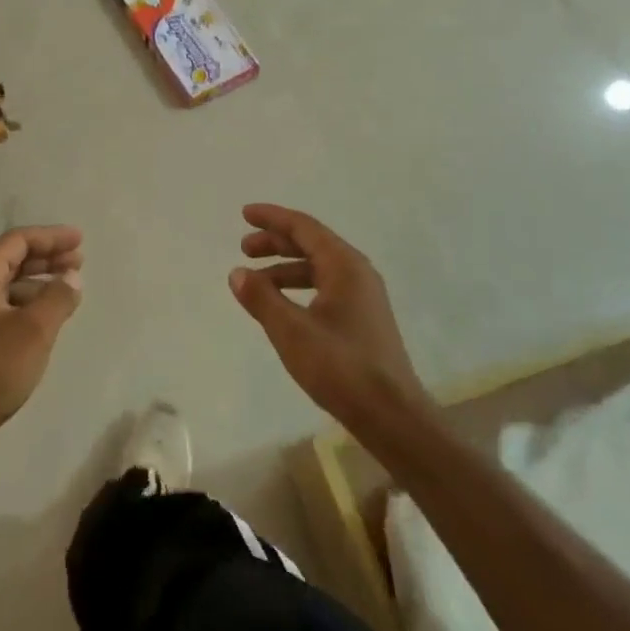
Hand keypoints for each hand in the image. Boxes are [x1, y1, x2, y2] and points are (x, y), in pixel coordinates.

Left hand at [0, 226, 83, 441]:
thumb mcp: (34, 330)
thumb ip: (58, 297)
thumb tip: (72, 277)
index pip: (19, 240)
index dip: (52, 237)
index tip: (80, 240)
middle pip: (13, 258)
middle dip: (47, 257)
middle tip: (79, 261)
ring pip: (8, 283)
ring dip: (39, 281)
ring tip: (69, 289)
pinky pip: (3, 304)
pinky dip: (27, 302)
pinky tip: (46, 316)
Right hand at [230, 204, 424, 427]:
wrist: (392, 416)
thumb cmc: (342, 368)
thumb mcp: (292, 332)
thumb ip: (262, 299)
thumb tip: (237, 273)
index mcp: (345, 265)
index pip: (303, 227)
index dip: (272, 218)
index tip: (244, 214)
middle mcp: (357, 272)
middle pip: (311, 244)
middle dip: (275, 242)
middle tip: (244, 249)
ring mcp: (363, 296)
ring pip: (318, 267)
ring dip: (285, 268)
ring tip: (255, 282)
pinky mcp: (363, 318)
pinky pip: (325, 287)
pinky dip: (299, 287)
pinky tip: (282, 306)